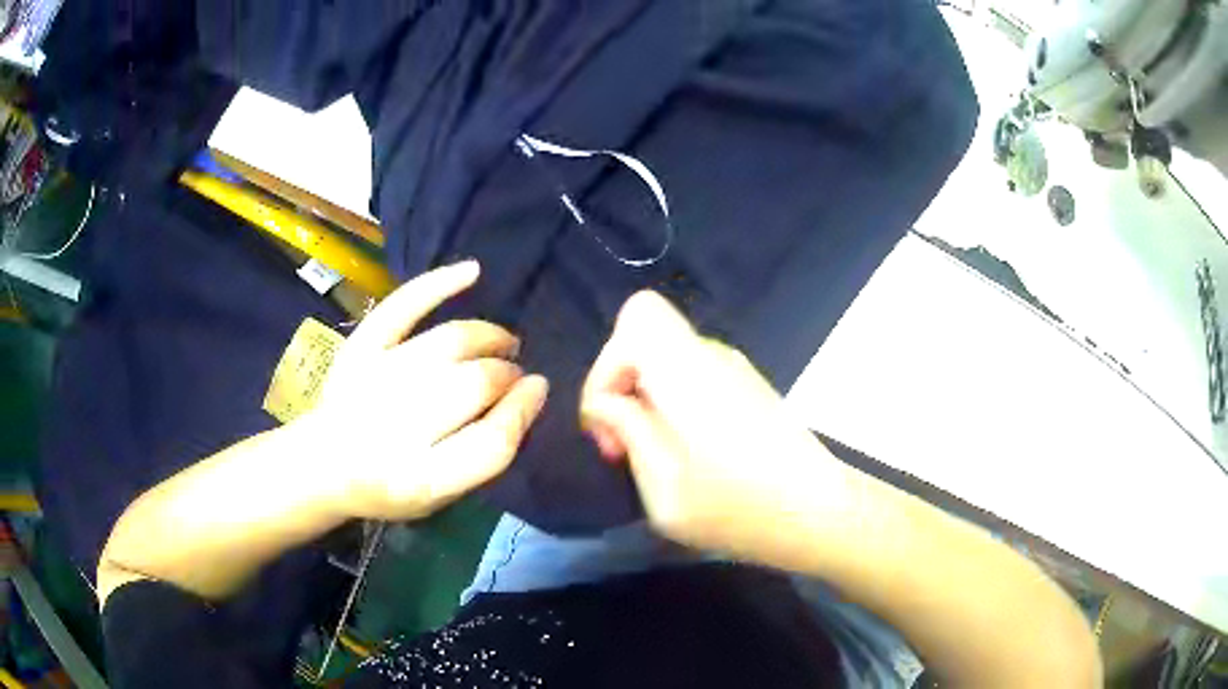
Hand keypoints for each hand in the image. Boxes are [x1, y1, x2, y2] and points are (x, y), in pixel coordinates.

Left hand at [307, 261, 548, 520]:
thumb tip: (529, 393)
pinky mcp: (359, 348)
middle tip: (513, 373)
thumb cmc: (390, 486)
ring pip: (450, 344)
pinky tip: (473, 272)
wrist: (323, 464)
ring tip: (503, 343)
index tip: (538, 388)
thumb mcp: (440, 495)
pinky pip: (403, 306)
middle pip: (474, 386)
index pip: (491, 443)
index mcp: (420, 480)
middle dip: (506, 374)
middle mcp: (396, 429)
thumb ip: (482, 455)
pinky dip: (439, 283)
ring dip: (489, 337)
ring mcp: (374, 380)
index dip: (522, 410)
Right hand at [580, 291, 840, 558]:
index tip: (610, 420)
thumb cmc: (737, 508)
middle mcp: (712, 356)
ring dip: (646, 399)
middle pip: (648, 339)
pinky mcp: (750, 390)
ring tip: (652, 457)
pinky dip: (673, 405)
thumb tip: (608, 405)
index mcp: (686, 370)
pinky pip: (693, 377)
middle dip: (621, 386)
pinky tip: (685, 453)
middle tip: (620, 447)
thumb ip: (629, 433)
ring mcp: (736, 370)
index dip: (608, 363)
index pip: (637, 316)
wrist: (818, 514)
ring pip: (669, 360)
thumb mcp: (663, 487)